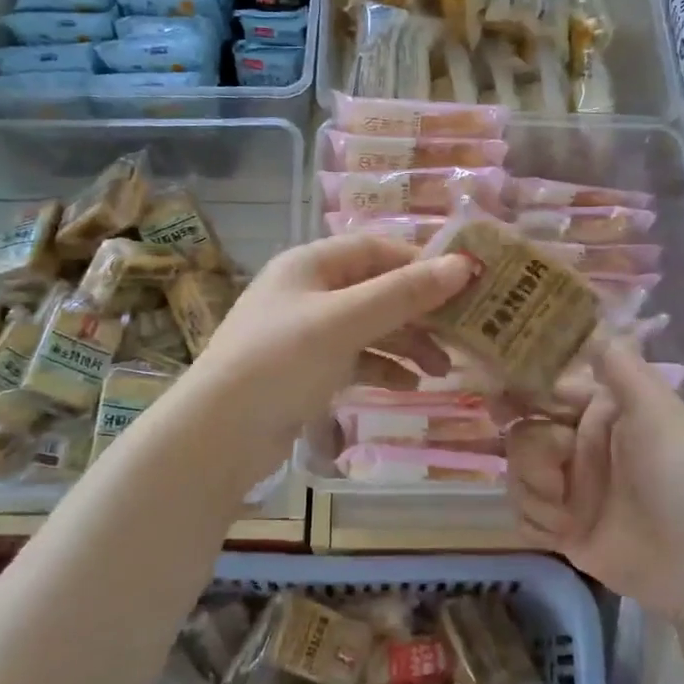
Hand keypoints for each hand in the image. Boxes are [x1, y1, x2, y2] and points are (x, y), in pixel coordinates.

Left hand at [192, 234, 473, 464]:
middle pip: (377, 290)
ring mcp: (305, 333)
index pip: (377, 249)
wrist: (217, 434)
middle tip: (462, 333)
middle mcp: (308, 292)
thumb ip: (403, 293)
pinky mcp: (305, 371)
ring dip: (407, 344)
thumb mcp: (345, 322)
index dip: (421, 263)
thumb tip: (463, 264)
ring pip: (369, 328)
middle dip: (420, 312)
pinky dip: (383, 369)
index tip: (466, 283)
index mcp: (310, 264)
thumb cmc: (280, 362)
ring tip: (443, 369)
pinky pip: (355, 360)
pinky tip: (410, 387)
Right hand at [507, 340, 683, 616]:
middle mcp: (579, 446)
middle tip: (556, 469)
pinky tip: (564, 534)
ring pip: (517, 475)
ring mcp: (570, 489)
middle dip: (533, 454)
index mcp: (599, 412)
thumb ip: (619, 365)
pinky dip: (537, 523)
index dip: (518, 392)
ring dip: (536, 492)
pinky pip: (522, 515)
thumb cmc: (681, 475)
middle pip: (522, 435)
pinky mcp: (563, 529)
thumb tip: (592, 319)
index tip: (497, 398)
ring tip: (569, 512)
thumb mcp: (656, 410)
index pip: (544, 391)